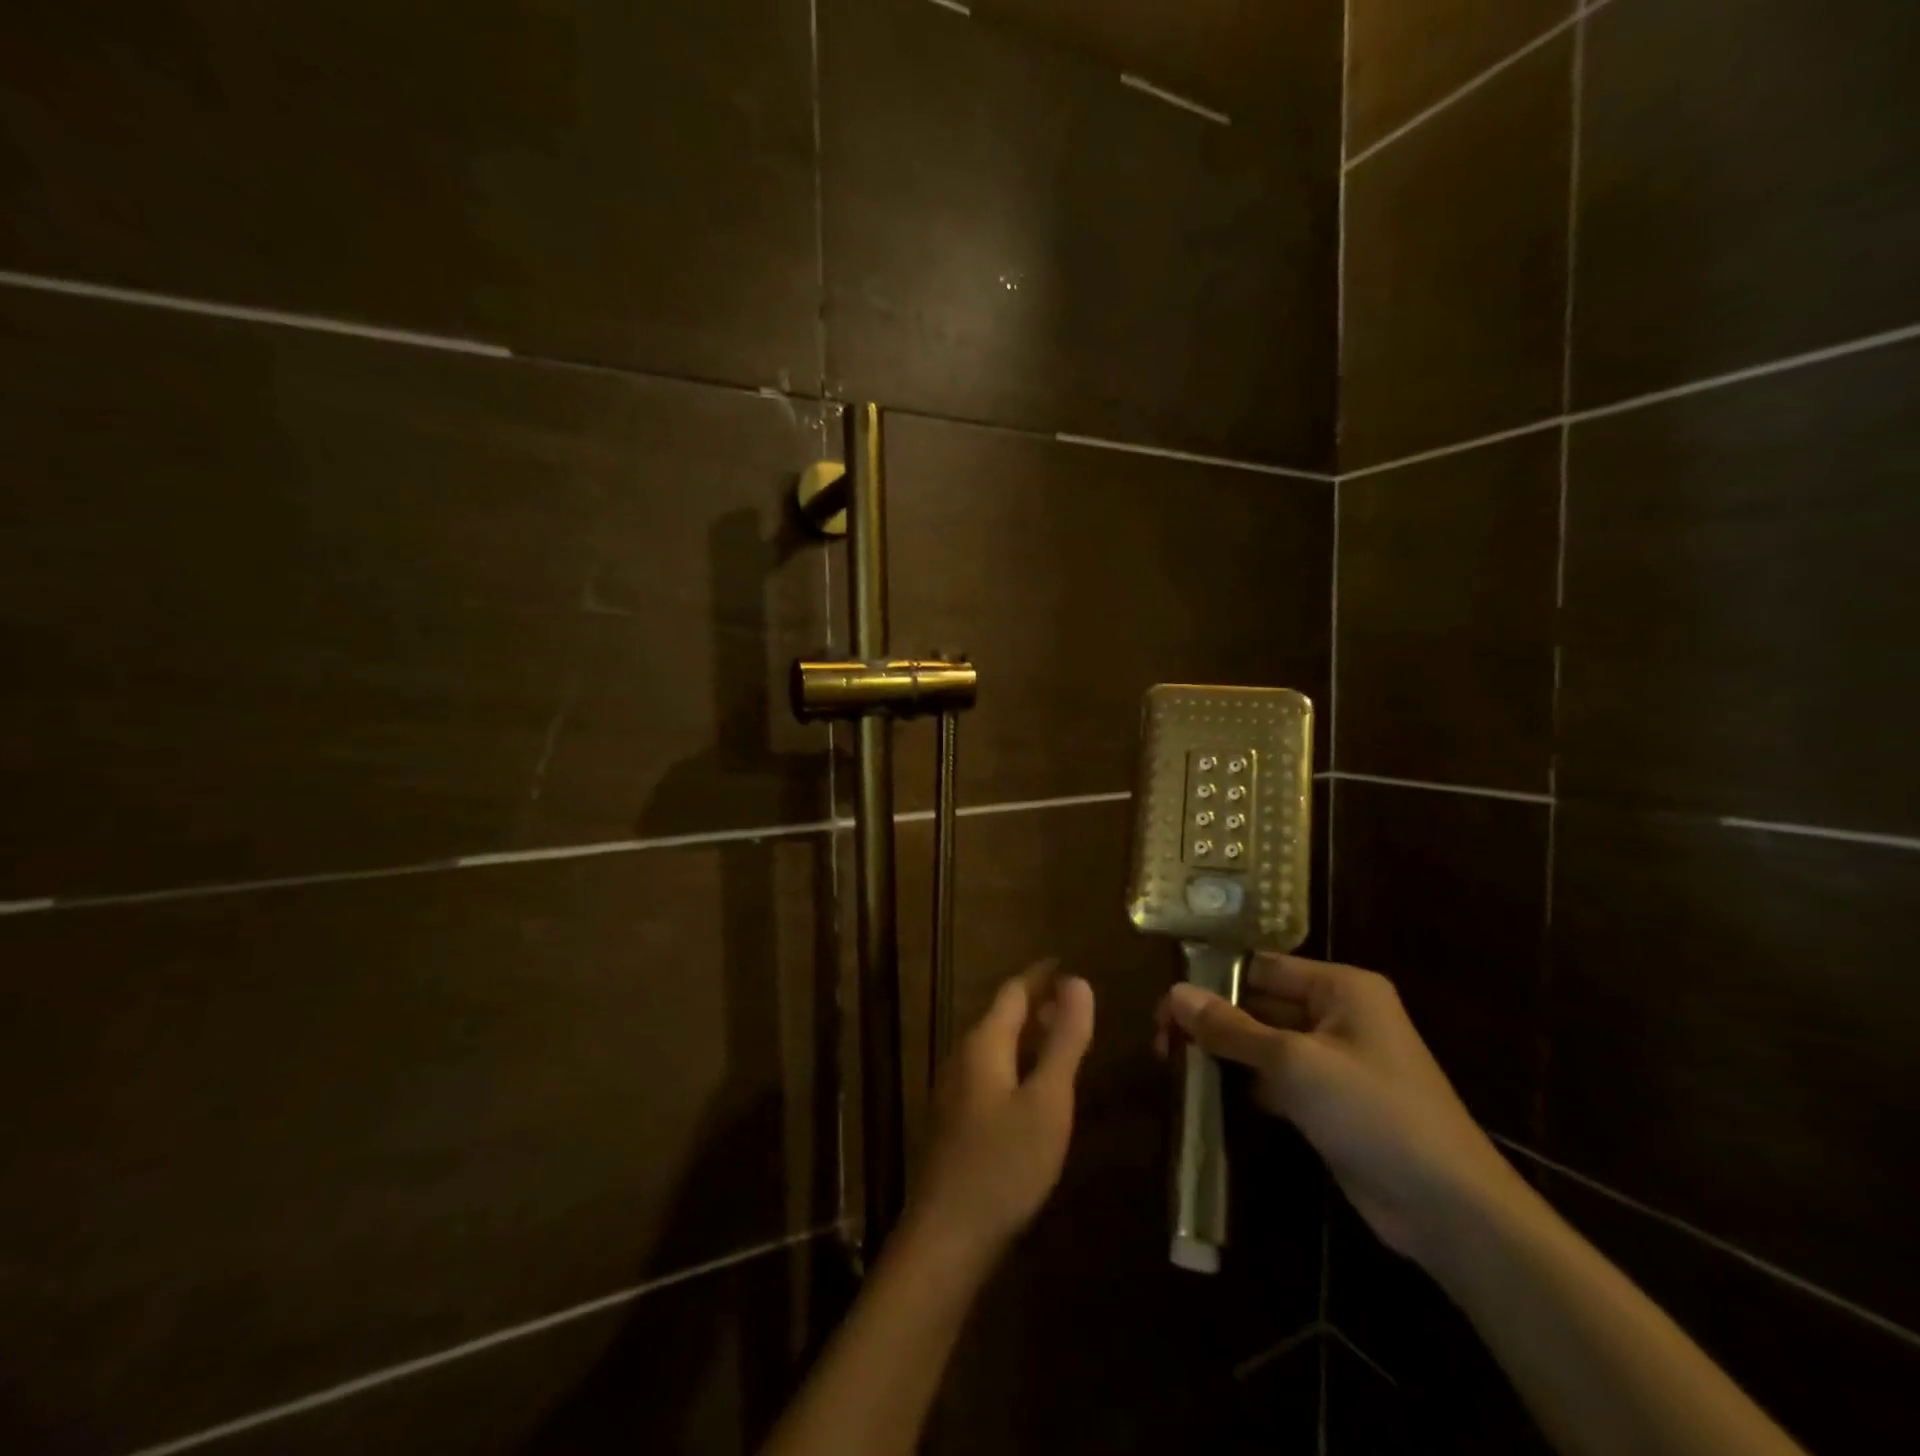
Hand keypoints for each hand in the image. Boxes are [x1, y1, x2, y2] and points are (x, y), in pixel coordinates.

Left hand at [905, 965, 1095, 1262]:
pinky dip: (1017, 1063)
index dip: (1041, 976)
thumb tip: (1078, 982)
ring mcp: (954, 1089)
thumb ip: (1064, 1041)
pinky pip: (990, 1072)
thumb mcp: (1047, 1100)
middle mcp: (963, 1056)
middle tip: (1074, 1002)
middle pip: (1001, 1016)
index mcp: (984, 1043)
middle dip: (1036, 1004)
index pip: (1014, 991)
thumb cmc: (1004, 1163)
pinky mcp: (955, 1119)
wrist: (947, 1236)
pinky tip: (1034, 1087)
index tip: (1067, 964)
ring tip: (1061, 1038)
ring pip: (995, 1046)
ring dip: (1027, 1035)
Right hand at [1156, 955, 1523, 1264]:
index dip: (1213, 979)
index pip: (1261, 966)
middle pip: (1259, 1002)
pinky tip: (1206, 1090)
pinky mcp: (1330, 1101)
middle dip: (1212, 1018)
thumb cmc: (1373, 1112)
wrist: (1449, 1210)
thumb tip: (1174, 993)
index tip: (1166, 1001)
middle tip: (1161, 1037)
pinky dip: (1244, 1080)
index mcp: (1340, 987)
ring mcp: (1335, 1060)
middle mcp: (1338, 1014)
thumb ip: (1231, 1027)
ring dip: (1222, 1049)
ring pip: (1263, 1041)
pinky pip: (1276, 1077)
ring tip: (1172, 1060)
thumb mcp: (1293, 1063)